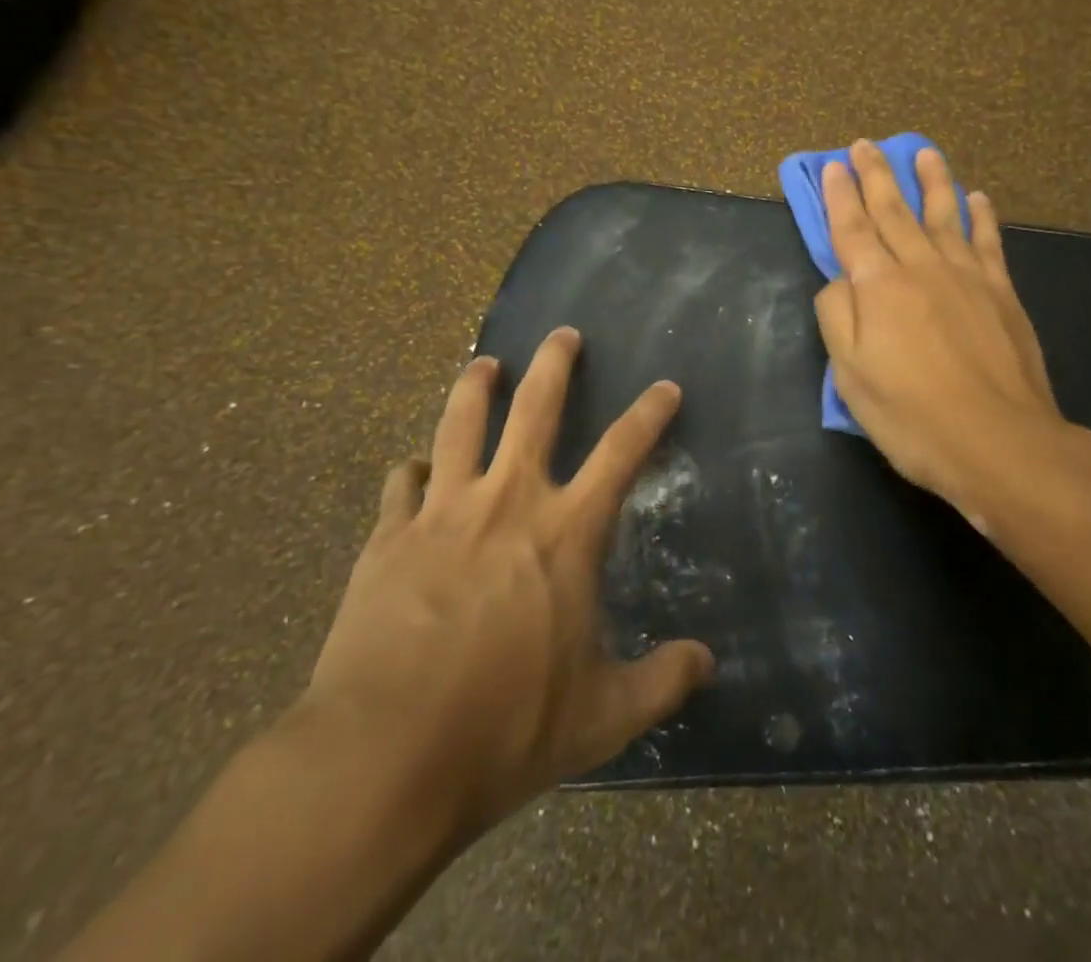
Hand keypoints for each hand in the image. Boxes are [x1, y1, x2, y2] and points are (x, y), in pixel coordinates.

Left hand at [300, 328, 712, 844]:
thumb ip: (661, 681)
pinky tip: (415, 469)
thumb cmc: (505, 729)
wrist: (384, 757)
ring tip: (483, 364)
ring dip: (475, 387)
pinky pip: (403, 483)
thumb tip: (706, 663)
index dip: (649, 413)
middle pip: (535, 407)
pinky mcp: (388, 537)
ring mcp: (443, 512)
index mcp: (566, 531)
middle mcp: (508, 501)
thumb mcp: (602, 717)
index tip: (665, 387)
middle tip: (562, 333)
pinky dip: (413, 470)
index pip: (623, 451)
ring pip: (460, 424)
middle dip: (554, 363)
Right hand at [814, 140, 1090, 526]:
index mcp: (878, 286)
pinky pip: (988, 242)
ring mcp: (966, 276)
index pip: (852, 229)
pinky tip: (977, 199)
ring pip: (943, 214)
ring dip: (931, 180)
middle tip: (865, 145)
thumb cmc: (912, 415)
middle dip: (875, 175)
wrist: (999, 441)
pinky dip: (980, 217)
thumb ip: (837, 317)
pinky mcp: (1001, 292)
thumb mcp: (850, 375)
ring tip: (922, 152)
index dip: (839, 196)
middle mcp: (920, 267)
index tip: (832, 166)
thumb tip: (839, 280)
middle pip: (893, 211)